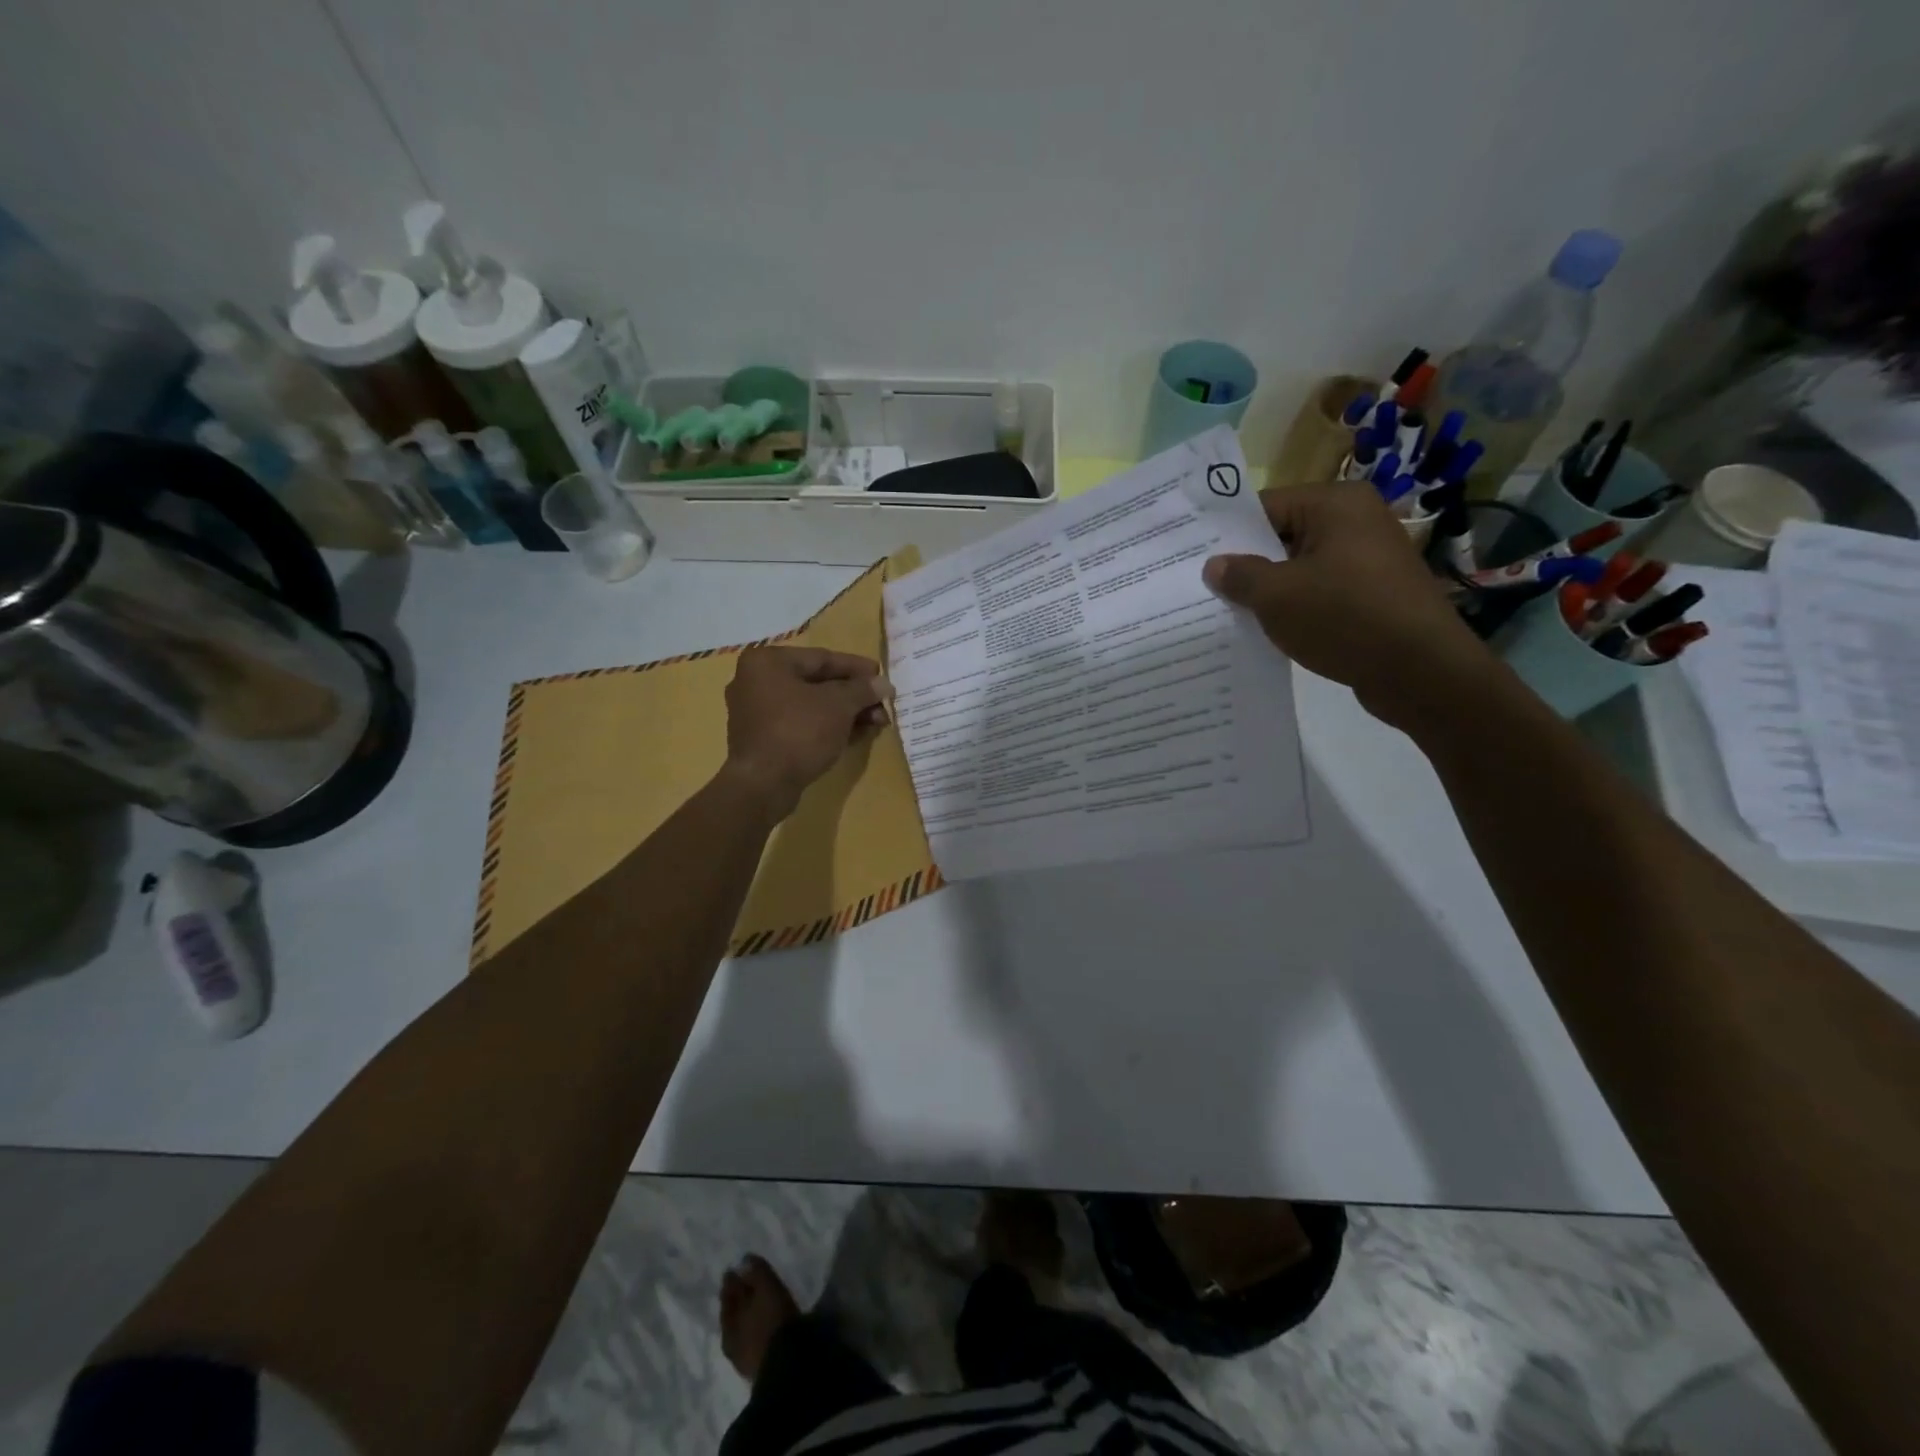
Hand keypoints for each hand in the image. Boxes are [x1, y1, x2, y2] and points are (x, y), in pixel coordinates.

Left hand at [721, 646, 885, 819]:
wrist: (763, 785)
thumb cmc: (799, 732)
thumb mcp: (838, 705)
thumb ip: (863, 689)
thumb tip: (883, 683)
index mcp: (767, 662)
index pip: (822, 658)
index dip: (857, 668)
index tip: (882, 677)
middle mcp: (755, 681)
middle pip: (816, 683)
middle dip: (854, 695)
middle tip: (882, 705)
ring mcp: (756, 712)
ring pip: (810, 706)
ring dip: (845, 713)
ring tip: (876, 723)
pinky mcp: (762, 739)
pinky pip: (800, 724)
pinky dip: (827, 727)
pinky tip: (855, 735)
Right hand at [1203, 482, 1497, 729]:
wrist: (1420, 671)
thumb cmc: (1344, 618)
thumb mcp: (1277, 596)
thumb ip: (1240, 576)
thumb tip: (1215, 565)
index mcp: (1336, 504)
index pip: (1265, 507)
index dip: (1228, 534)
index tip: (1195, 558)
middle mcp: (1357, 521)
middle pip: (1283, 536)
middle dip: (1247, 565)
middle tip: (1203, 588)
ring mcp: (1369, 559)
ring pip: (1301, 568)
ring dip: (1270, 591)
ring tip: (1230, 612)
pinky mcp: (1374, 595)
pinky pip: (1321, 593)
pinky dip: (1296, 608)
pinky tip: (1268, 631)